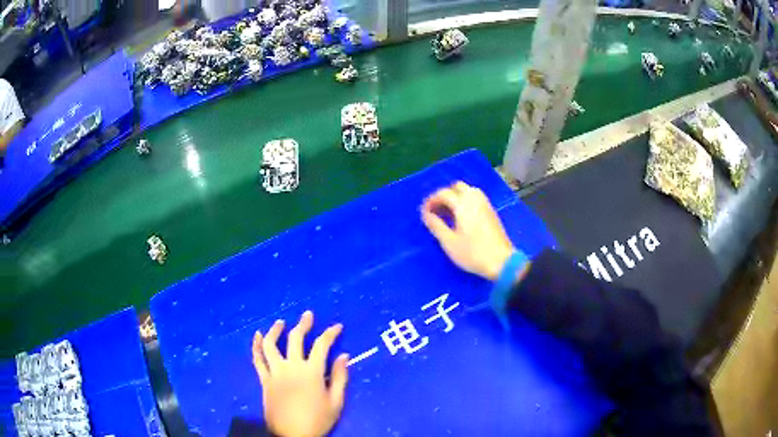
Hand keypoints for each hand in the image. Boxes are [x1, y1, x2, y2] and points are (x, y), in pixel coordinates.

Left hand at [252, 311, 348, 436]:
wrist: (291, 435)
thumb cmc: (317, 420)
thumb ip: (340, 378)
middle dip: (303, 324)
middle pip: (295, 338)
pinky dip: (256, 346)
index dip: (330, 333)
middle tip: (308, 315)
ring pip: (271, 345)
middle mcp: (291, 367)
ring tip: (280, 322)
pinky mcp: (264, 379)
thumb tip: (345, 356)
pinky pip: (257, 359)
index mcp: (311, 372)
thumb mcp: (336, 402)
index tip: (337, 326)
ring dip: (275, 330)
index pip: (322, 345)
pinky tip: (257, 335)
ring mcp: (275, 372)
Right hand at [421, 182, 515, 280]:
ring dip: (456, 197)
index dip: (432, 200)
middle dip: (444, 195)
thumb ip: (436, 225)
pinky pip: (476, 198)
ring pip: (468, 191)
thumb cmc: (472, 253)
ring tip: (448, 212)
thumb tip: (426, 214)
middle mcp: (475, 199)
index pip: (443, 193)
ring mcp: (485, 204)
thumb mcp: (449, 242)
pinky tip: (462, 216)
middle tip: (437, 209)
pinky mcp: (491, 212)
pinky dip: (466, 201)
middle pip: (457, 187)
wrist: (501, 261)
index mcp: (463, 204)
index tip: (425, 212)